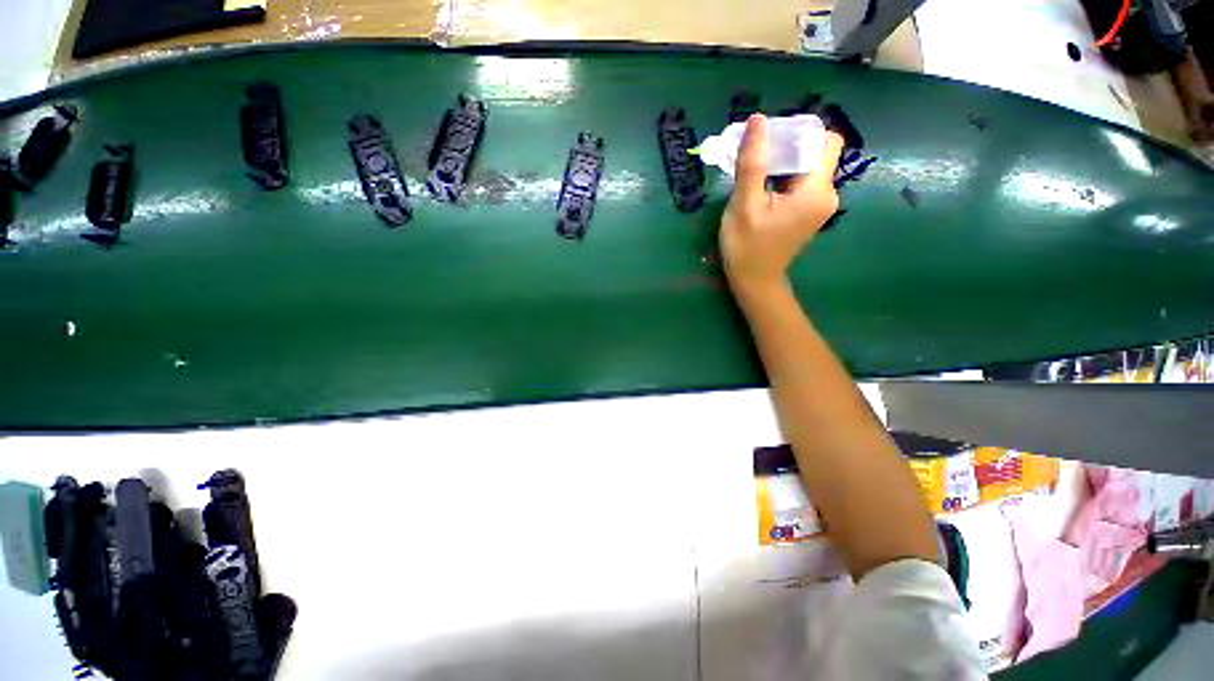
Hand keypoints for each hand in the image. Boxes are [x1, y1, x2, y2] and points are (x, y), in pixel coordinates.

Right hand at [720, 114, 844, 292]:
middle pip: (817, 152)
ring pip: (808, 167)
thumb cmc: (747, 246)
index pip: (826, 140)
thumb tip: (757, 119)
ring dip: (783, 161)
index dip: (801, 131)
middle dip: (788, 145)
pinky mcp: (809, 212)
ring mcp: (820, 205)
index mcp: (816, 190)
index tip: (771, 139)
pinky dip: (784, 177)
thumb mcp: (745, 204)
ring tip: (755, 170)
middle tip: (756, 153)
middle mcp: (827, 194)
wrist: (754, 281)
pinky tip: (762, 186)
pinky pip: (802, 182)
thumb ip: (753, 162)